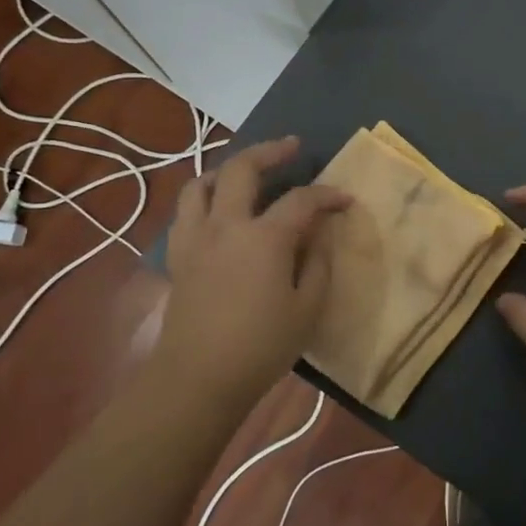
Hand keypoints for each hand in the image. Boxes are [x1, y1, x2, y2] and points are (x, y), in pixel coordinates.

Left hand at [158, 137, 350, 406]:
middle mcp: (226, 224)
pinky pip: (186, 212)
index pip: (301, 200)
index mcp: (264, 237)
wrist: (197, 379)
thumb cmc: (260, 347)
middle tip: (291, 147)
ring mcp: (196, 238)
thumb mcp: (307, 309)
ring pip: (201, 183)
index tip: (345, 200)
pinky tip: (218, 213)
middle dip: (270, 151)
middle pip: (242, 168)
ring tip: (245, 173)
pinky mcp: (179, 256)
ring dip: (226, 170)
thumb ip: (317, 264)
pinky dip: (204, 199)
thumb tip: (318, 235)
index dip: (327, 195)